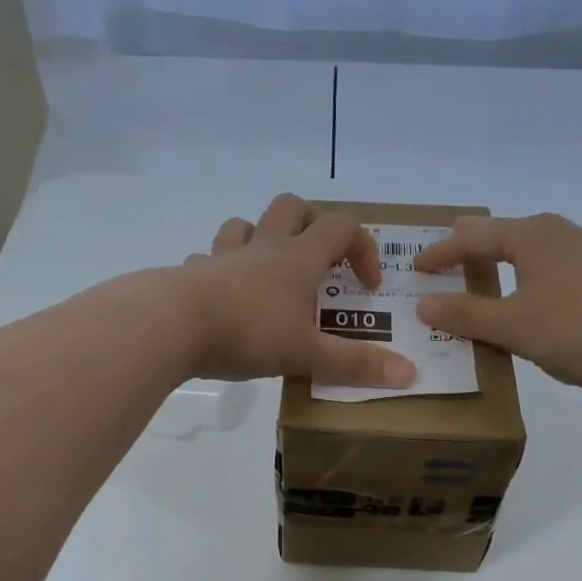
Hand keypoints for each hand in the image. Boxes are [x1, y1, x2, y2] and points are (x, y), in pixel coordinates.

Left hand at [179, 194, 417, 387]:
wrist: (171, 325)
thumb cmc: (248, 333)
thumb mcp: (308, 354)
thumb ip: (355, 365)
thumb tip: (410, 374)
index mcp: (298, 259)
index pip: (342, 226)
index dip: (363, 248)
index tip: (366, 286)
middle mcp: (263, 248)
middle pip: (292, 206)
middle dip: (311, 223)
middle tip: (318, 261)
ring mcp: (223, 257)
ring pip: (245, 224)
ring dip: (261, 238)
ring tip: (268, 273)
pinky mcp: (191, 274)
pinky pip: (207, 259)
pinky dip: (219, 271)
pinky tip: (221, 297)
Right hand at [413, 213, 581, 395]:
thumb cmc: (573, 328)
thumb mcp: (510, 324)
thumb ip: (465, 313)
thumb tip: (424, 305)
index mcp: (531, 235)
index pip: (474, 238)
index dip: (441, 253)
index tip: (416, 267)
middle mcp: (558, 233)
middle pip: (504, 233)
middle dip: (473, 243)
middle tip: (447, 248)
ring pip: (530, 247)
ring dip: (502, 258)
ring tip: (483, 266)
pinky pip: (548, 264)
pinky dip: (525, 272)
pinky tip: (527, 290)